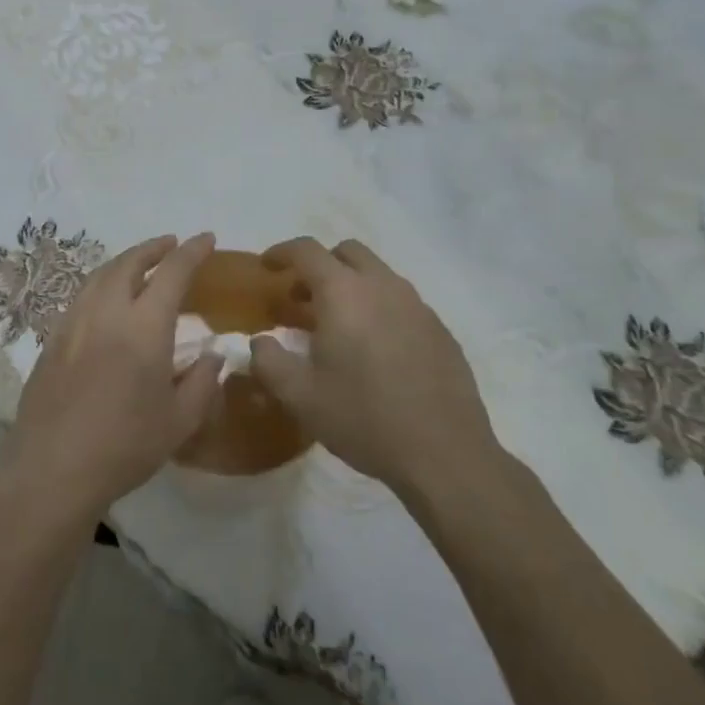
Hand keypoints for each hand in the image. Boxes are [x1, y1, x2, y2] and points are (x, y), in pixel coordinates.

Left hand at [0, 233, 224, 524]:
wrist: (52, 468)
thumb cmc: (124, 446)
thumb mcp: (179, 422)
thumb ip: (202, 383)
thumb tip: (213, 355)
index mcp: (144, 326)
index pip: (172, 272)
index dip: (192, 251)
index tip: (207, 239)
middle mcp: (107, 312)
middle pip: (129, 262)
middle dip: (153, 248)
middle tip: (171, 245)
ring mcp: (74, 323)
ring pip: (100, 275)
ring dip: (124, 261)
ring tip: (140, 264)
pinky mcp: (52, 339)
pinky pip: (81, 296)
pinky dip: (101, 283)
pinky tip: (106, 300)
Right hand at [250, 237, 503, 494]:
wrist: (445, 454)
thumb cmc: (363, 418)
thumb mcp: (299, 396)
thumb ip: (268, 361)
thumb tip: (260, 340)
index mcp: (344, 293)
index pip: (307, 250)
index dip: (282, 252)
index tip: (267, 267)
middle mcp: (383, 286)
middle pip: (347, 252)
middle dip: (320, 266)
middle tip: (303, 299)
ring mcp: (418, 306)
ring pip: (378, 275)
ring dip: (351, 286)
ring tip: (337, 327)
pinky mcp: (440, 329)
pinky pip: (402, 302)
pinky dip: (379, 309)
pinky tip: (375, 351)